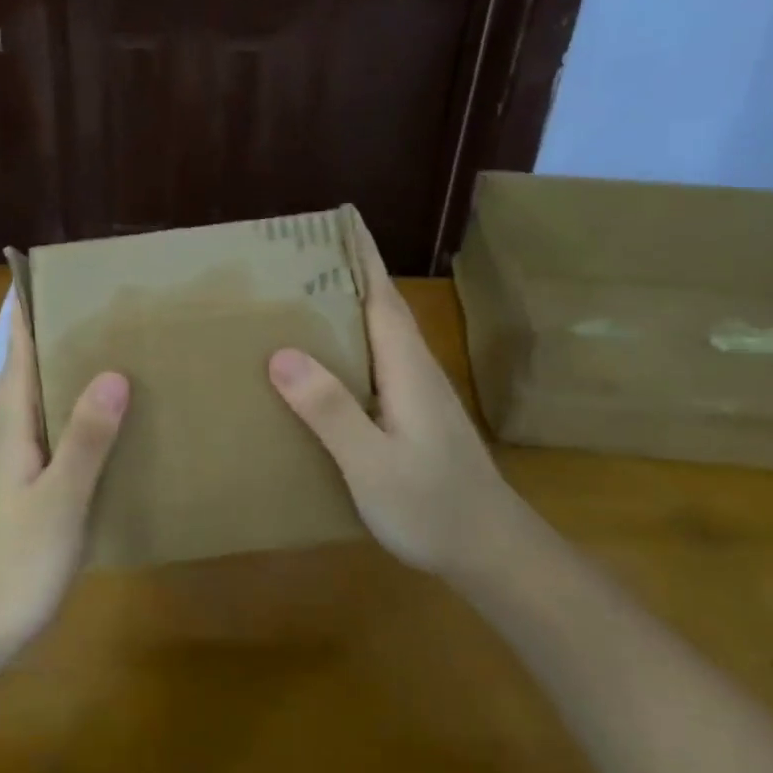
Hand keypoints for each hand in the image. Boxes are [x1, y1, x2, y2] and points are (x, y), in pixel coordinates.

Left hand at [0, 298, 129, 667]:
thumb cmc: (10, 562)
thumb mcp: (58, 499)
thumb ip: (86, 437)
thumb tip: (115, 370)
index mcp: (9, 420)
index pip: (19, 344)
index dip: (36, 304)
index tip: (69, 271)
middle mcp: (6, 428)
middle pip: (31, 362)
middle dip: (65, 330)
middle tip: (118, 305)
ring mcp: (11, 458)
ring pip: (42, 395)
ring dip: (73, 369)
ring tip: (123, 348)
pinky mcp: (21, 483)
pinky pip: (51, 428)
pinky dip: (77, 410)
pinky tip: (111, 420)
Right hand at [268, 234, 516, 577]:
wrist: (491, 552)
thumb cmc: (432, 506)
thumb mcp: (371, 463)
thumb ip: (330, 409)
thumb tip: (281, 354)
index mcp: (407, 368)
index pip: (382, 296)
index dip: (363, 257)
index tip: (341, 220)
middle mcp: (417, 370)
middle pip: (381, 308)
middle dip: (348, 274)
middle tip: (299, 257)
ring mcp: (420, 395)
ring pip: (381, 336)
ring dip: (349, 308)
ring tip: (302, 299)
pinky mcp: (417, 417)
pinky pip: (379, 363)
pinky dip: (352, 346)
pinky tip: (325, 364)